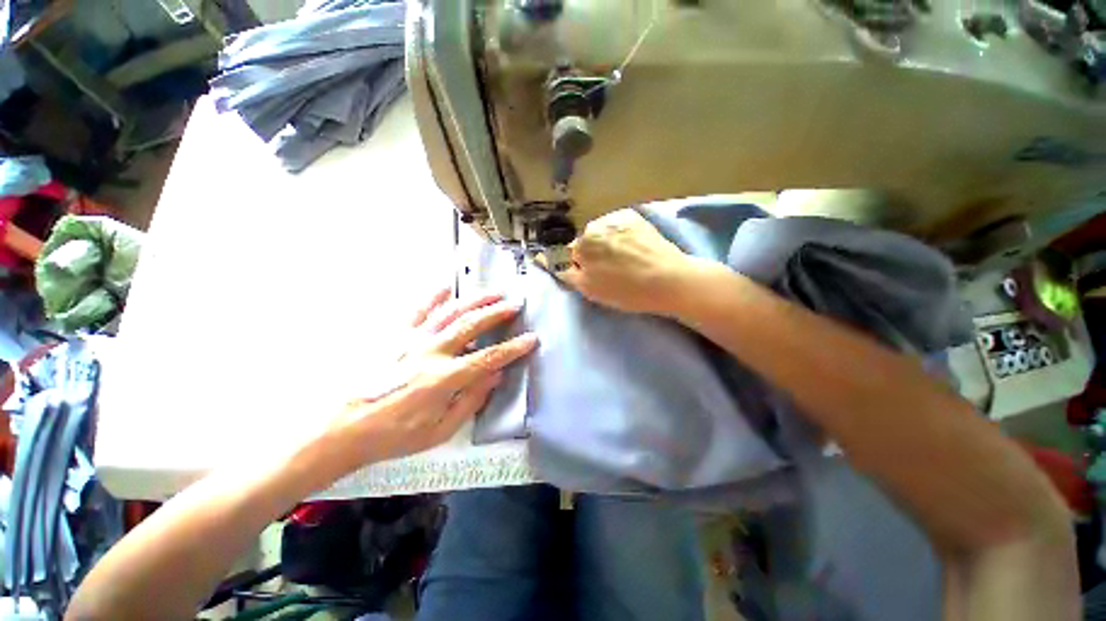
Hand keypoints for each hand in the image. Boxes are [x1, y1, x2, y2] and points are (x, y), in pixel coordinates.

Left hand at [323, 287, 536, 470]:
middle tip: (516, 305)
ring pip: (450, 313)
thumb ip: (471, 401)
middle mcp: (431, 352)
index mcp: (444, 378)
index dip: (513, 348)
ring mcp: (411, 340)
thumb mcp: (439, 430)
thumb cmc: (394, 435)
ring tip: (494, 293)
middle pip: (472, 326)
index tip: (531, 339)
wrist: (343, 428)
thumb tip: (496, 376)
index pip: (489, 358)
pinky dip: (432, 297)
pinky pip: (417, 311)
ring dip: (475, 301)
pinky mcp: (395, 335)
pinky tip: (446, 287)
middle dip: (497, 313)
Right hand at [554, 209, 696, 315]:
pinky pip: (616, 226)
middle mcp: (595, 226)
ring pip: (600, 233)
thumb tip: (544, 258)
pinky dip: (619, 235)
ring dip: (604, 243)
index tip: (584, 271)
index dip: (574, 265)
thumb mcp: (590, 289)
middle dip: (589, 254)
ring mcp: (615, 218)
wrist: (669, 280)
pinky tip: (634, 247)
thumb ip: (565, 272)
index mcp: (582, 245)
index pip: (565, 253)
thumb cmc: (627, 291)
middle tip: (608, 271)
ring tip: (624, 259)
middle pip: (584, 242)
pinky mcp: (633, 216)